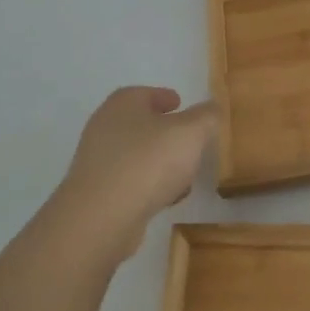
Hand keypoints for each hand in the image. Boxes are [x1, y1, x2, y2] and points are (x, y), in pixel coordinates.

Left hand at [46, 87, 218, 261]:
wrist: (102, 217)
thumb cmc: (149, 161)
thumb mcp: (191, 132)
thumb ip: (206, 116)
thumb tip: (211, 108)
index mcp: (123, 104)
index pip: (145, 93)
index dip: (164, 97)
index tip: (180, 103)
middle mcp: (105, 128)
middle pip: (140, 124)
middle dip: (165, 132)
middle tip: (188, 139)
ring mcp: (97, 162)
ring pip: (137, 155)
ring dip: (159, 161)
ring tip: (185, 174)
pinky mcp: (97, 194)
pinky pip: (130, 182)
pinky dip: (149, 186)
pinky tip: (168, 198)